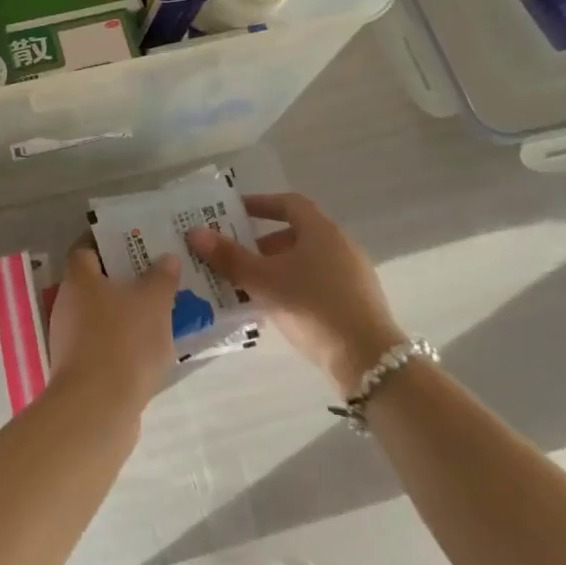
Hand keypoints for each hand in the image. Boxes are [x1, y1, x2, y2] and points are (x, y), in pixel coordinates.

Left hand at [46, 239, 179, 413]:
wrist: (97, 409)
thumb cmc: (124, 341)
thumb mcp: (154, 302)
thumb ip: (161, 277)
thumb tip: (166, 258)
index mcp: (79, 278)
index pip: (86, 247)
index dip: (108, 242)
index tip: (135, 243)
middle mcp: (67, 303)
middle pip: (94, 281)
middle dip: (123, 279)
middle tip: (156, 277)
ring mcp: (69, 338)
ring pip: (100, 314)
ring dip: (124, 313)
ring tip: (159, 314)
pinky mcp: (77, 368)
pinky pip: (102, 343)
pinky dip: (121, 342)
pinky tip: (147, 350)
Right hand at [187, 193, 404, 397]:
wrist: (369, 361)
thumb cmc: (314, 307)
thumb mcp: (265, 281)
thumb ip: (230, 257)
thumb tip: (195, 232)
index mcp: (321, 230)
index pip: (288, 203)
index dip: (260, 204)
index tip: (234, 212)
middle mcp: (340, 245)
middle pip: (295, 233)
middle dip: (261, 243)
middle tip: (233, 255)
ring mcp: (351, 274)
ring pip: (305, 261)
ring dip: (275, 268)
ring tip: (247, 285)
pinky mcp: (355, 302)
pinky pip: (316, 283)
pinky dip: (291, 286)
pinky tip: (274, 308)